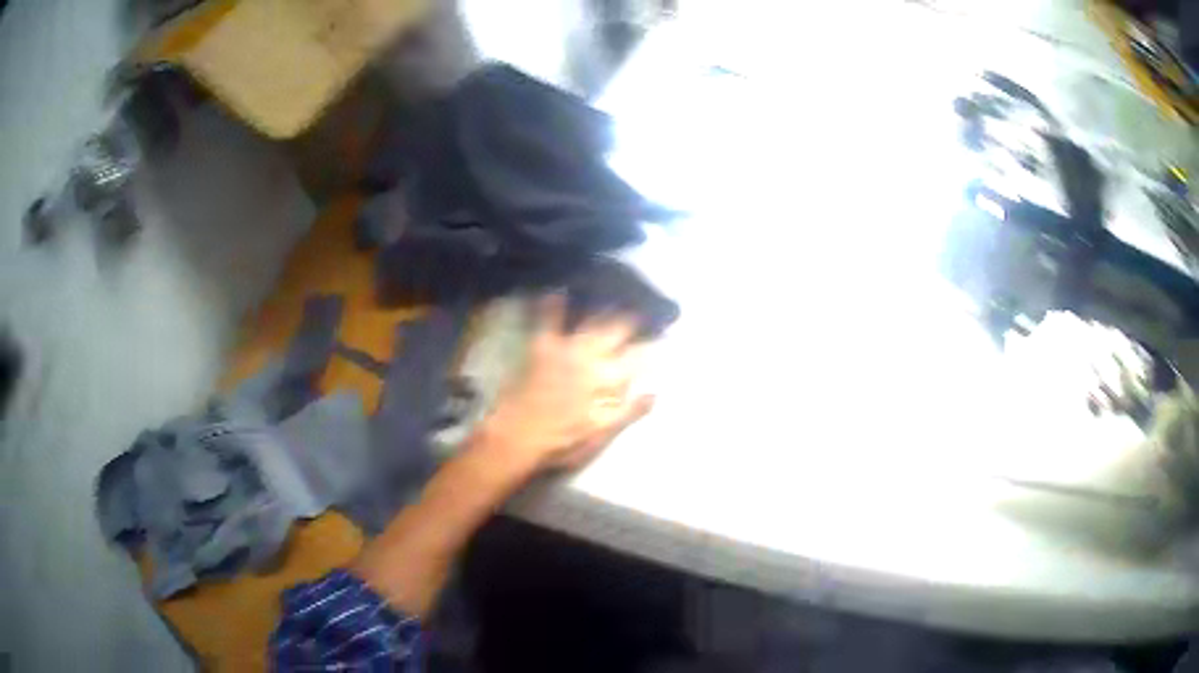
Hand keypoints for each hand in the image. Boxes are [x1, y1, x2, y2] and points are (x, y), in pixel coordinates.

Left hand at [477, 294, 654, 474]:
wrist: (518, 437)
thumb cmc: (563, 442)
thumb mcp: (602, 434)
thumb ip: (630, 411)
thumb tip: (655, 391)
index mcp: (608, 380)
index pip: (638, 358)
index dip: (651, 346)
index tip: (662, 335)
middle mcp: (591, 358)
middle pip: (617, 330)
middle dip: (631, 317)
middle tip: (639, 308)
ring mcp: (566, 349)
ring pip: (590, 321)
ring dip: (602, 306)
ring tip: (612, 293)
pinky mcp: (542, 347)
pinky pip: (549, 319)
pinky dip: (552, 303)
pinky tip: (557, 289)